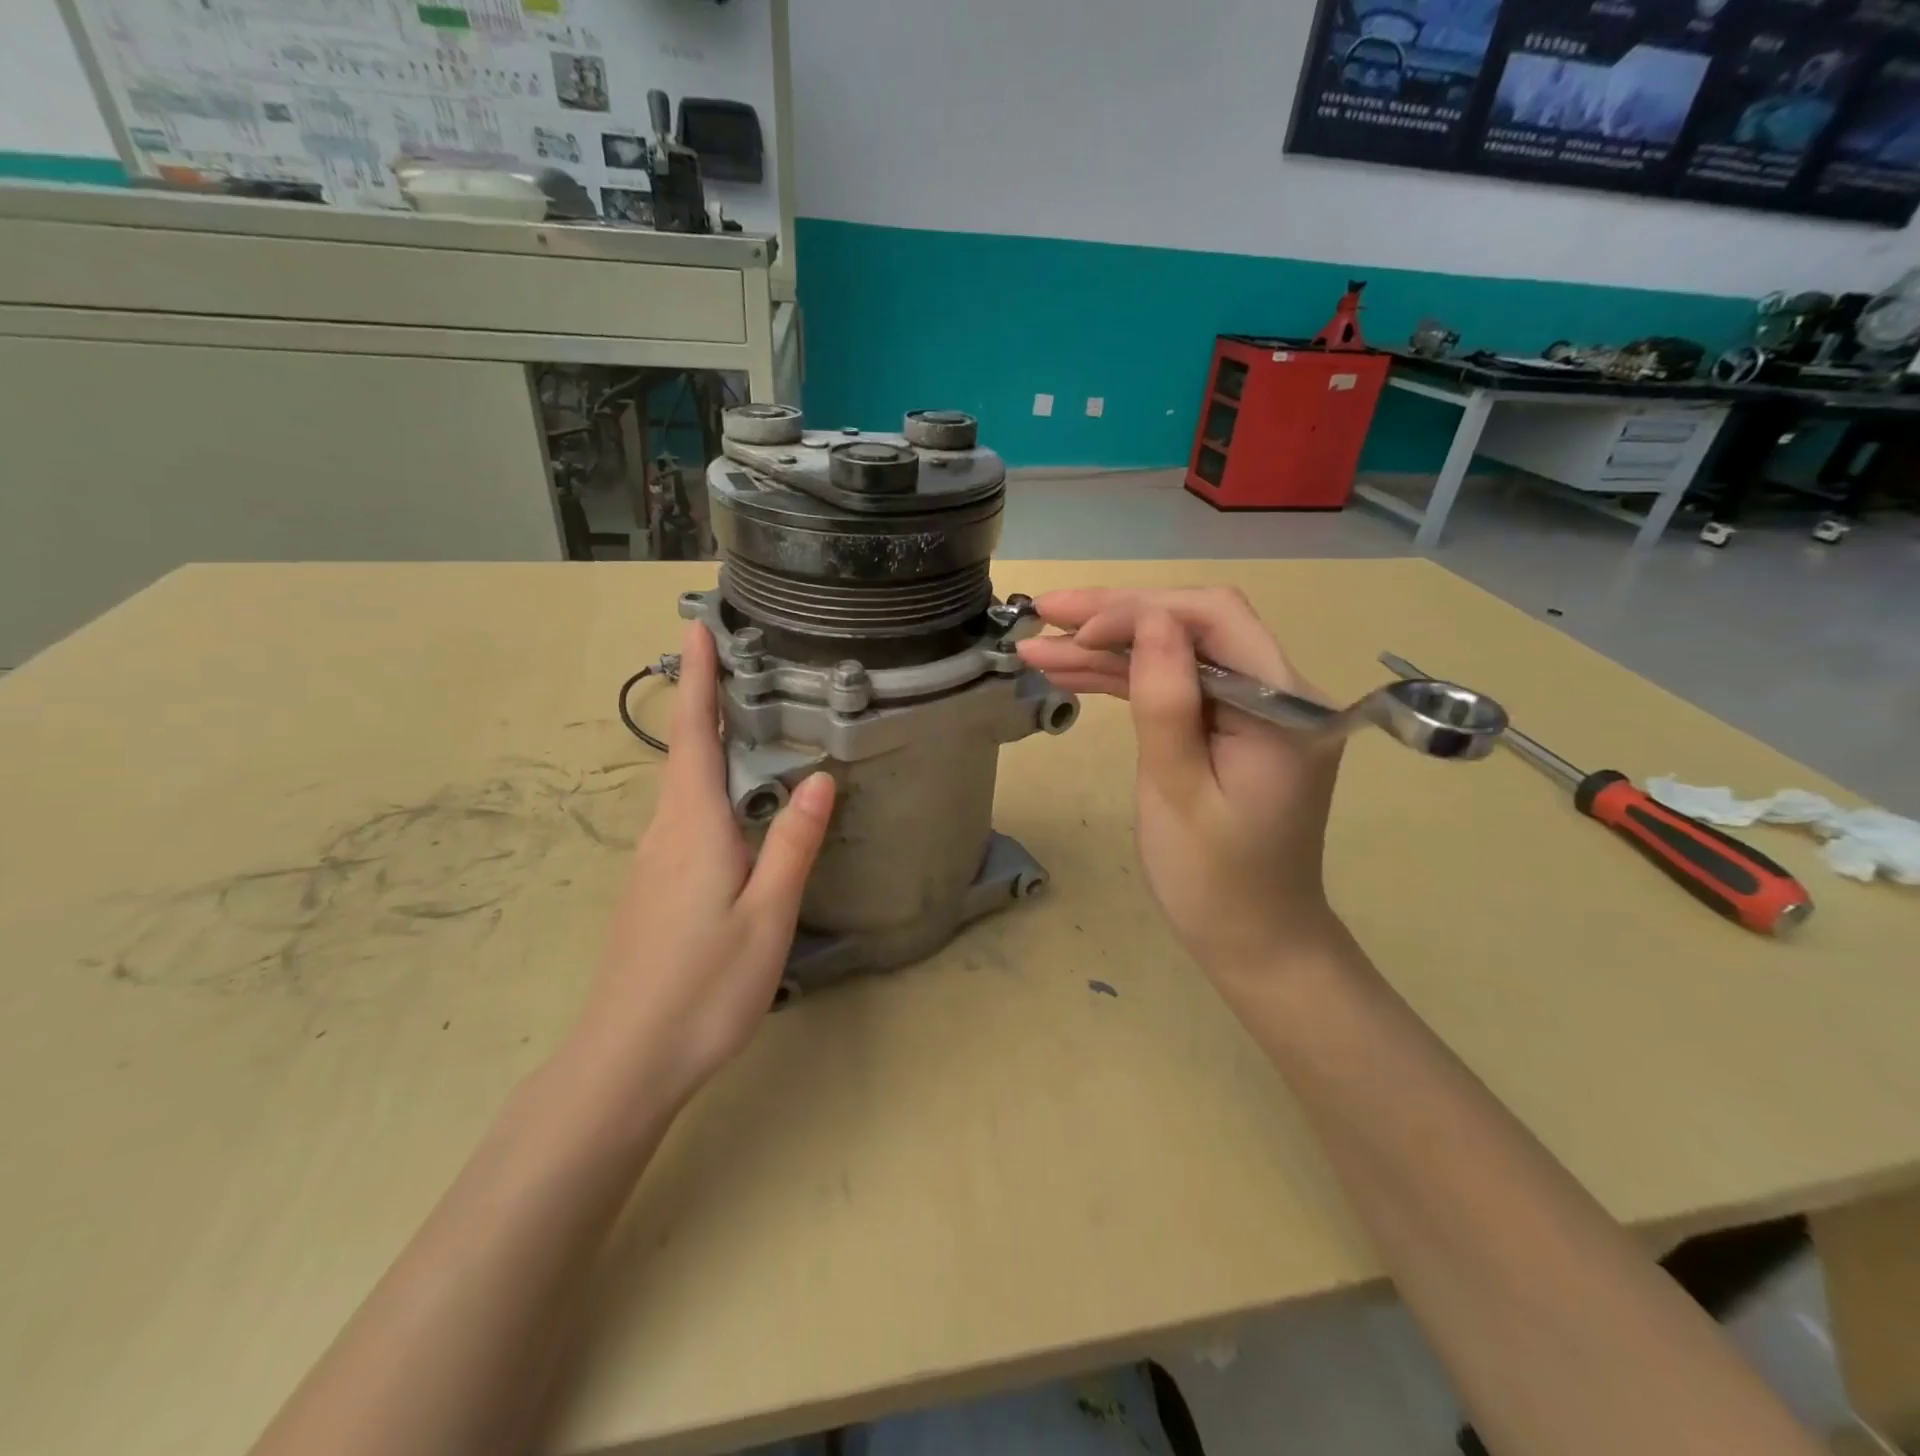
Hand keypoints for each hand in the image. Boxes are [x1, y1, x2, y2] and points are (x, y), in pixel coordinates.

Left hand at [568, 622, 834, 1111]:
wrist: (626, 1059)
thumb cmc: (704, 985)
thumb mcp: (767, 914)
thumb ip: (793, 844)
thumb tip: (820, 778)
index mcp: (693, 827)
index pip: (697, 735)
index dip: (697, 679)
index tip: (695, 627)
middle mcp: (664, 833)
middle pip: (685, 755)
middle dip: (703, 703)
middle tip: (732, 664)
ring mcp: (651, 864)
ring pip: (681, 789)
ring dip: (704, 746)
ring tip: (738, 722)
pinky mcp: (651, 890)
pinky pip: (681, 819)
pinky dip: (704, 788)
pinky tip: (730, 808)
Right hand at [1017, 587, 1343, 986]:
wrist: (1255, 941)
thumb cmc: (1215, 882)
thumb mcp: (1178, 793)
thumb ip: (1166, 702)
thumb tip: (1148, 617)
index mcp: (1284, 705)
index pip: (1212, 619)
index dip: (1138, 611)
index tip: (1074, 631)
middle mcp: (1280, 691)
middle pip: (1193, 626)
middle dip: (1114, 617)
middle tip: (1042, 613)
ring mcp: (1256, 707)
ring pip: (1176, 654)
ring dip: (1108, 649)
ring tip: (1038, 648)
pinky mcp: (1232, 726)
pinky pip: (1177, 688)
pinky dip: (1126, 680)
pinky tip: (1072, 674)